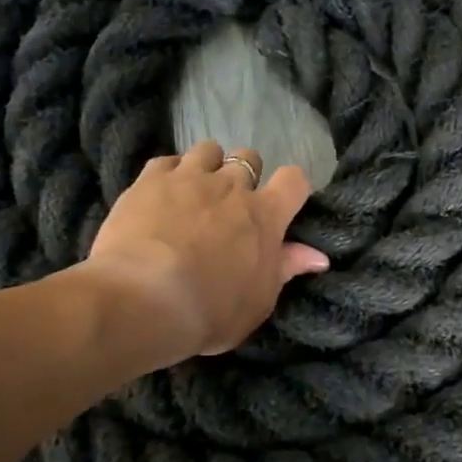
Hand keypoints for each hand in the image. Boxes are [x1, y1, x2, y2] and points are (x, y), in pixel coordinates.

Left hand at [83, 140, 329, 362]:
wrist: (143, 301)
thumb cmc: (210, 310)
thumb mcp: (258, 302)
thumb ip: (284, 270)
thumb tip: (318, 256)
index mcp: (265, 216)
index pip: (294, 180)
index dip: (291, 189)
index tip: (283, 205)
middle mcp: (231, 186)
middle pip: (248, 158)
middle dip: (244, 176)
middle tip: (230, 206)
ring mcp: (188, 178)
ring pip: (208, 150)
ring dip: (207, 166)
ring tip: (194, 192)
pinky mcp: (149, 180)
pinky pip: (166, 161)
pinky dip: (168, 173)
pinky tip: (160, 194)